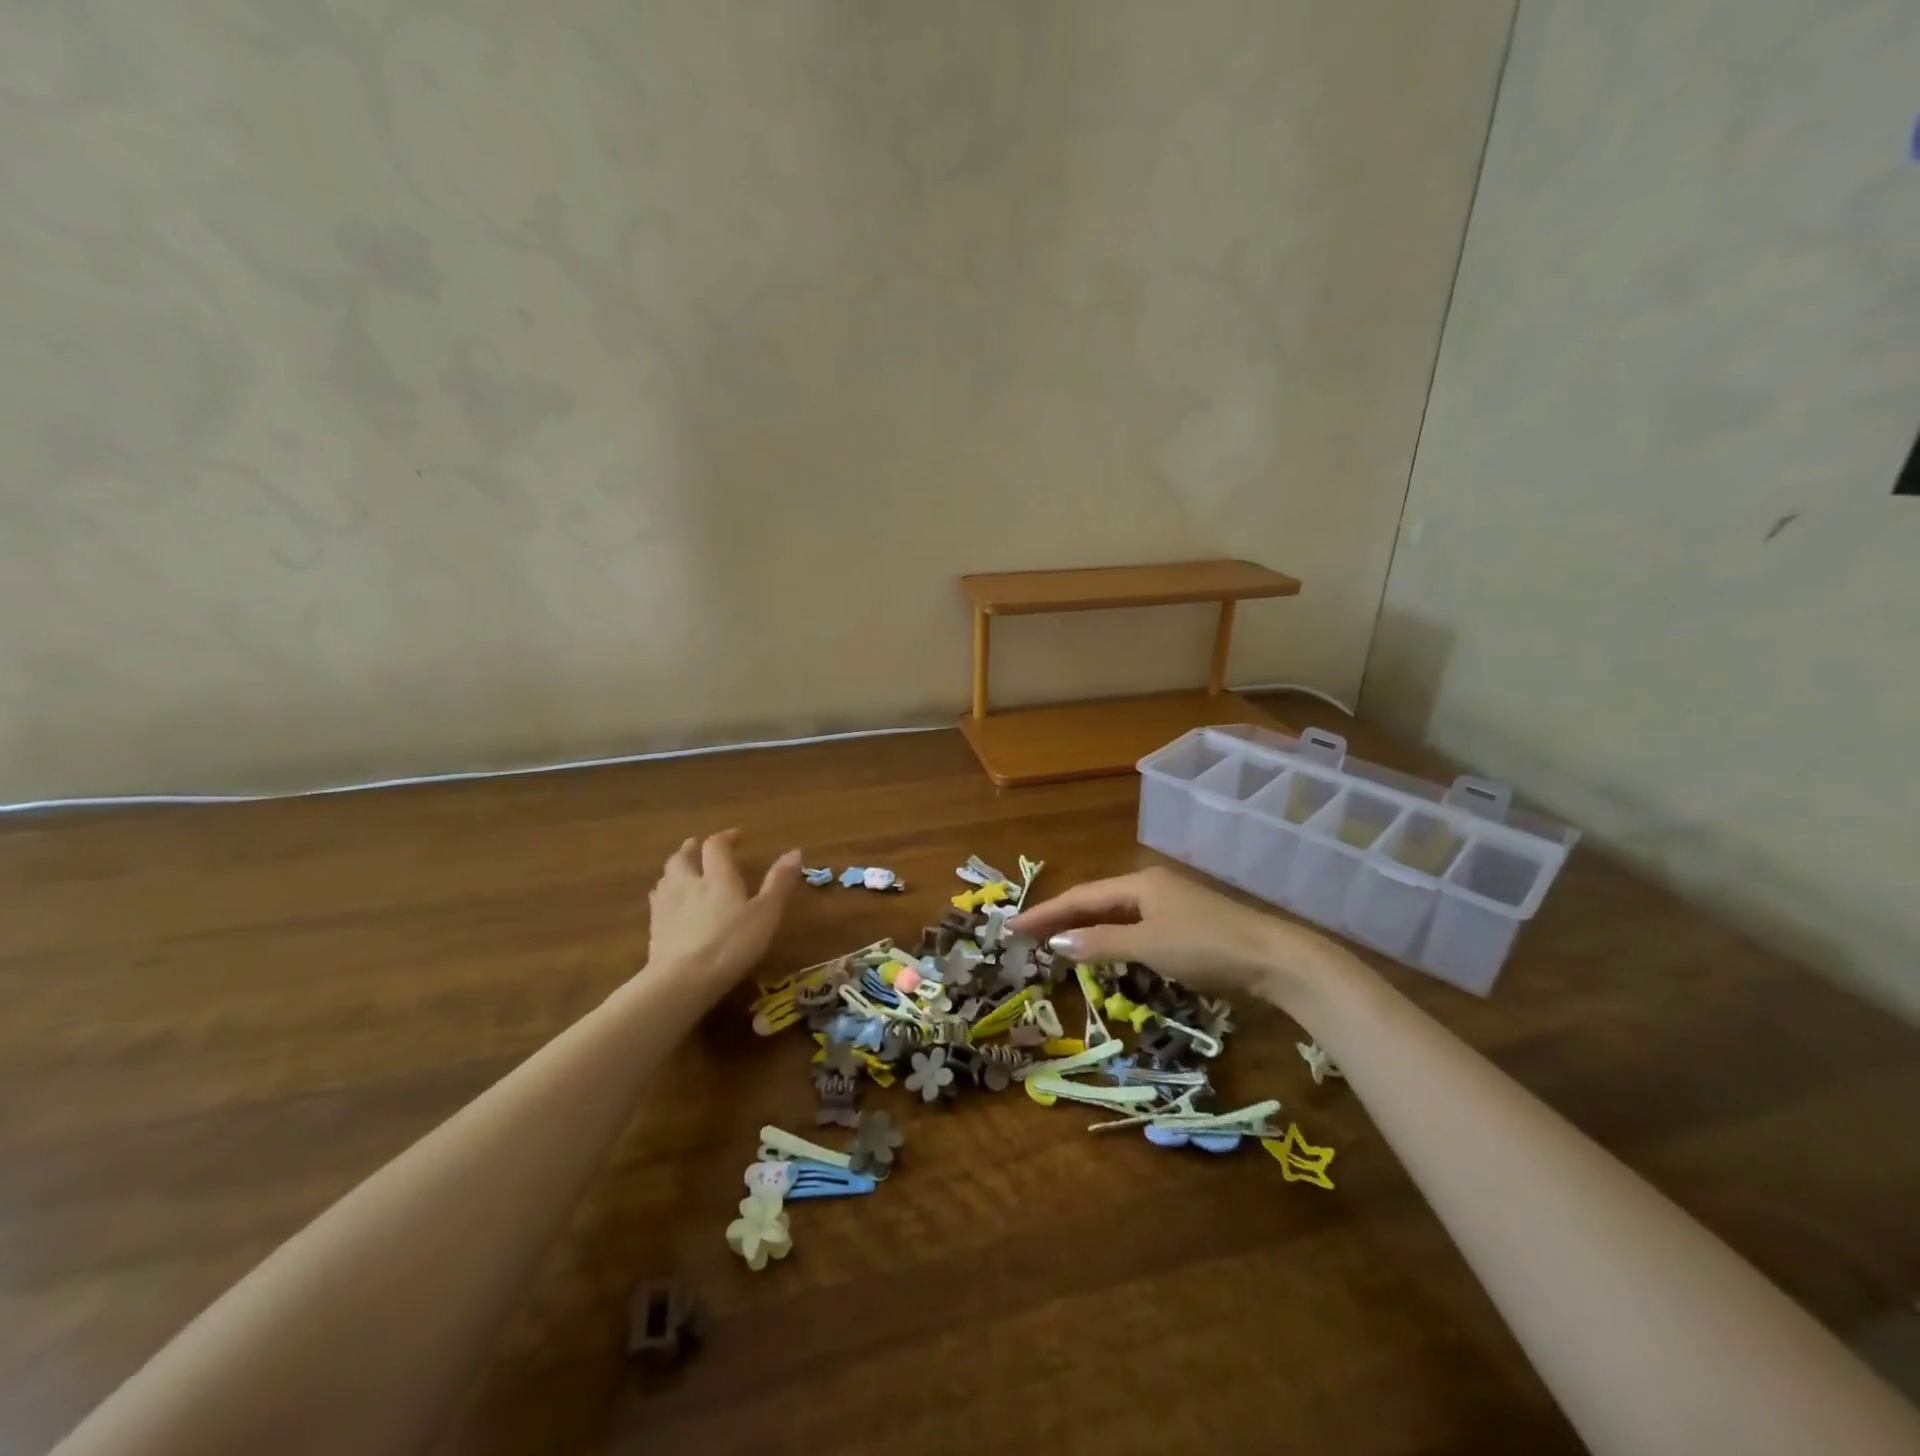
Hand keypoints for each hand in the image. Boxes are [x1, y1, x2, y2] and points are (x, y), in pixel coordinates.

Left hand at [646, 830, 801, 986]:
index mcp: (717, 877)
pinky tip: (667, 902)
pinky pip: (656, 900)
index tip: (737, 836)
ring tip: (683, 870)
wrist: (683, 980)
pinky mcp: (654, 928)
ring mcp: (667, 906)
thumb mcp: (766, 914)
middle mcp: (689, 883)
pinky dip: (664, 892)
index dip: (726, 838)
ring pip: (666, 876)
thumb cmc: (732, 944)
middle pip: (683, 857)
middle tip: (699, 846)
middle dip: (693, 848)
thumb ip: (779, 883)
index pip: (716, 846)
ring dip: (676, 868)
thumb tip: (796, 851)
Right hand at [1008, 865, 1351, 1005]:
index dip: (1045, 912)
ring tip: (1054, 943)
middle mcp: (1150, 886)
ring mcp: (1169, 904)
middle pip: (1095, 901)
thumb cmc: (1206, 945)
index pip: (1080, 897)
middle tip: (1026, 936)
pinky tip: (1102, 951)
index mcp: (1139, 883)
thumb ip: (1101, 943)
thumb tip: (1056, 940)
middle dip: (1060, 918)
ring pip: (1114, 915)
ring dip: (1083, 928)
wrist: (1274, 958)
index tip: (1012, 926)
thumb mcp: (1149, 945)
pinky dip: (1109, 938)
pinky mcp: (1183, 924)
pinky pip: (1133, 927)